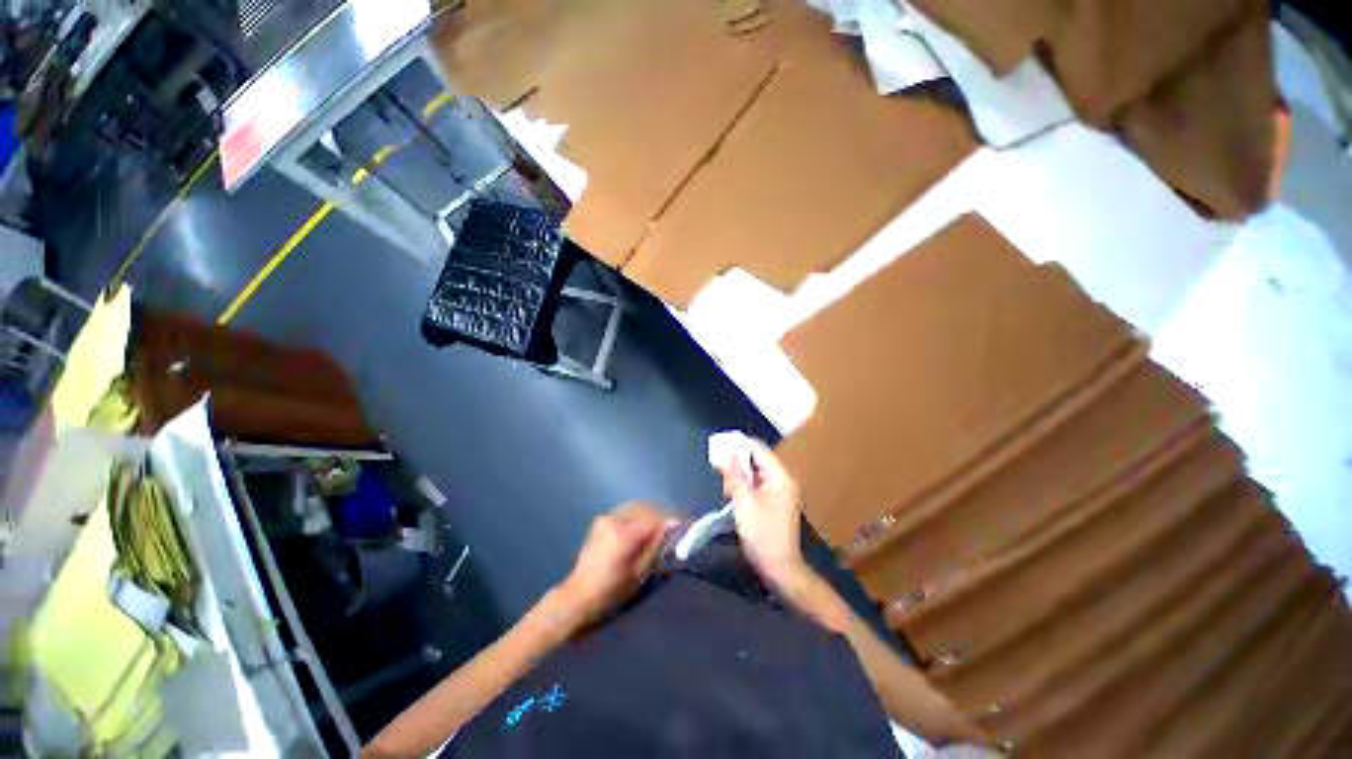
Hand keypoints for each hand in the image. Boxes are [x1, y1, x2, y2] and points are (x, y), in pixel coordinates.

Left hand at [556, 502, 676, 627]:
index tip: (685, 524)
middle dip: (662, 514)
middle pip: (646, 508)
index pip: (654, 519)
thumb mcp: (639, 573)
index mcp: (623, 535)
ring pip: (636, 507)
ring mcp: (606, 517)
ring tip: (662, 525)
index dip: (671, 521)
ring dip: (651, 513)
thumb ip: (656, 546)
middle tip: (675, 525)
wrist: (578, 596)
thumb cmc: (611, 592)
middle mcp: (614, 519)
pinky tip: (645, 526)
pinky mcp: (601, 520)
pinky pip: (626, 512)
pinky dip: (639, 515)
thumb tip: (674, 526)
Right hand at [720, 443, 808, 589]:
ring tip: (726, 487)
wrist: (779, 568)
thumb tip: (725, 453)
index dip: (740, 445)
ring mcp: (780, 491)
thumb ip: (734, 476)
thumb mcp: (744, 503)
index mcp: (780, 477)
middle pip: (757, 460)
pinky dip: (744, 486)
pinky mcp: (774, 502)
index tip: (720, 446)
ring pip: (755, 472)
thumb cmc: (762, 535)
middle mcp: (782, 480)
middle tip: (719, 468)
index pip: (759, 450)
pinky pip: (757, 485)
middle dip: (737, 462)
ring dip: (739, 475)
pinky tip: (733, 495)